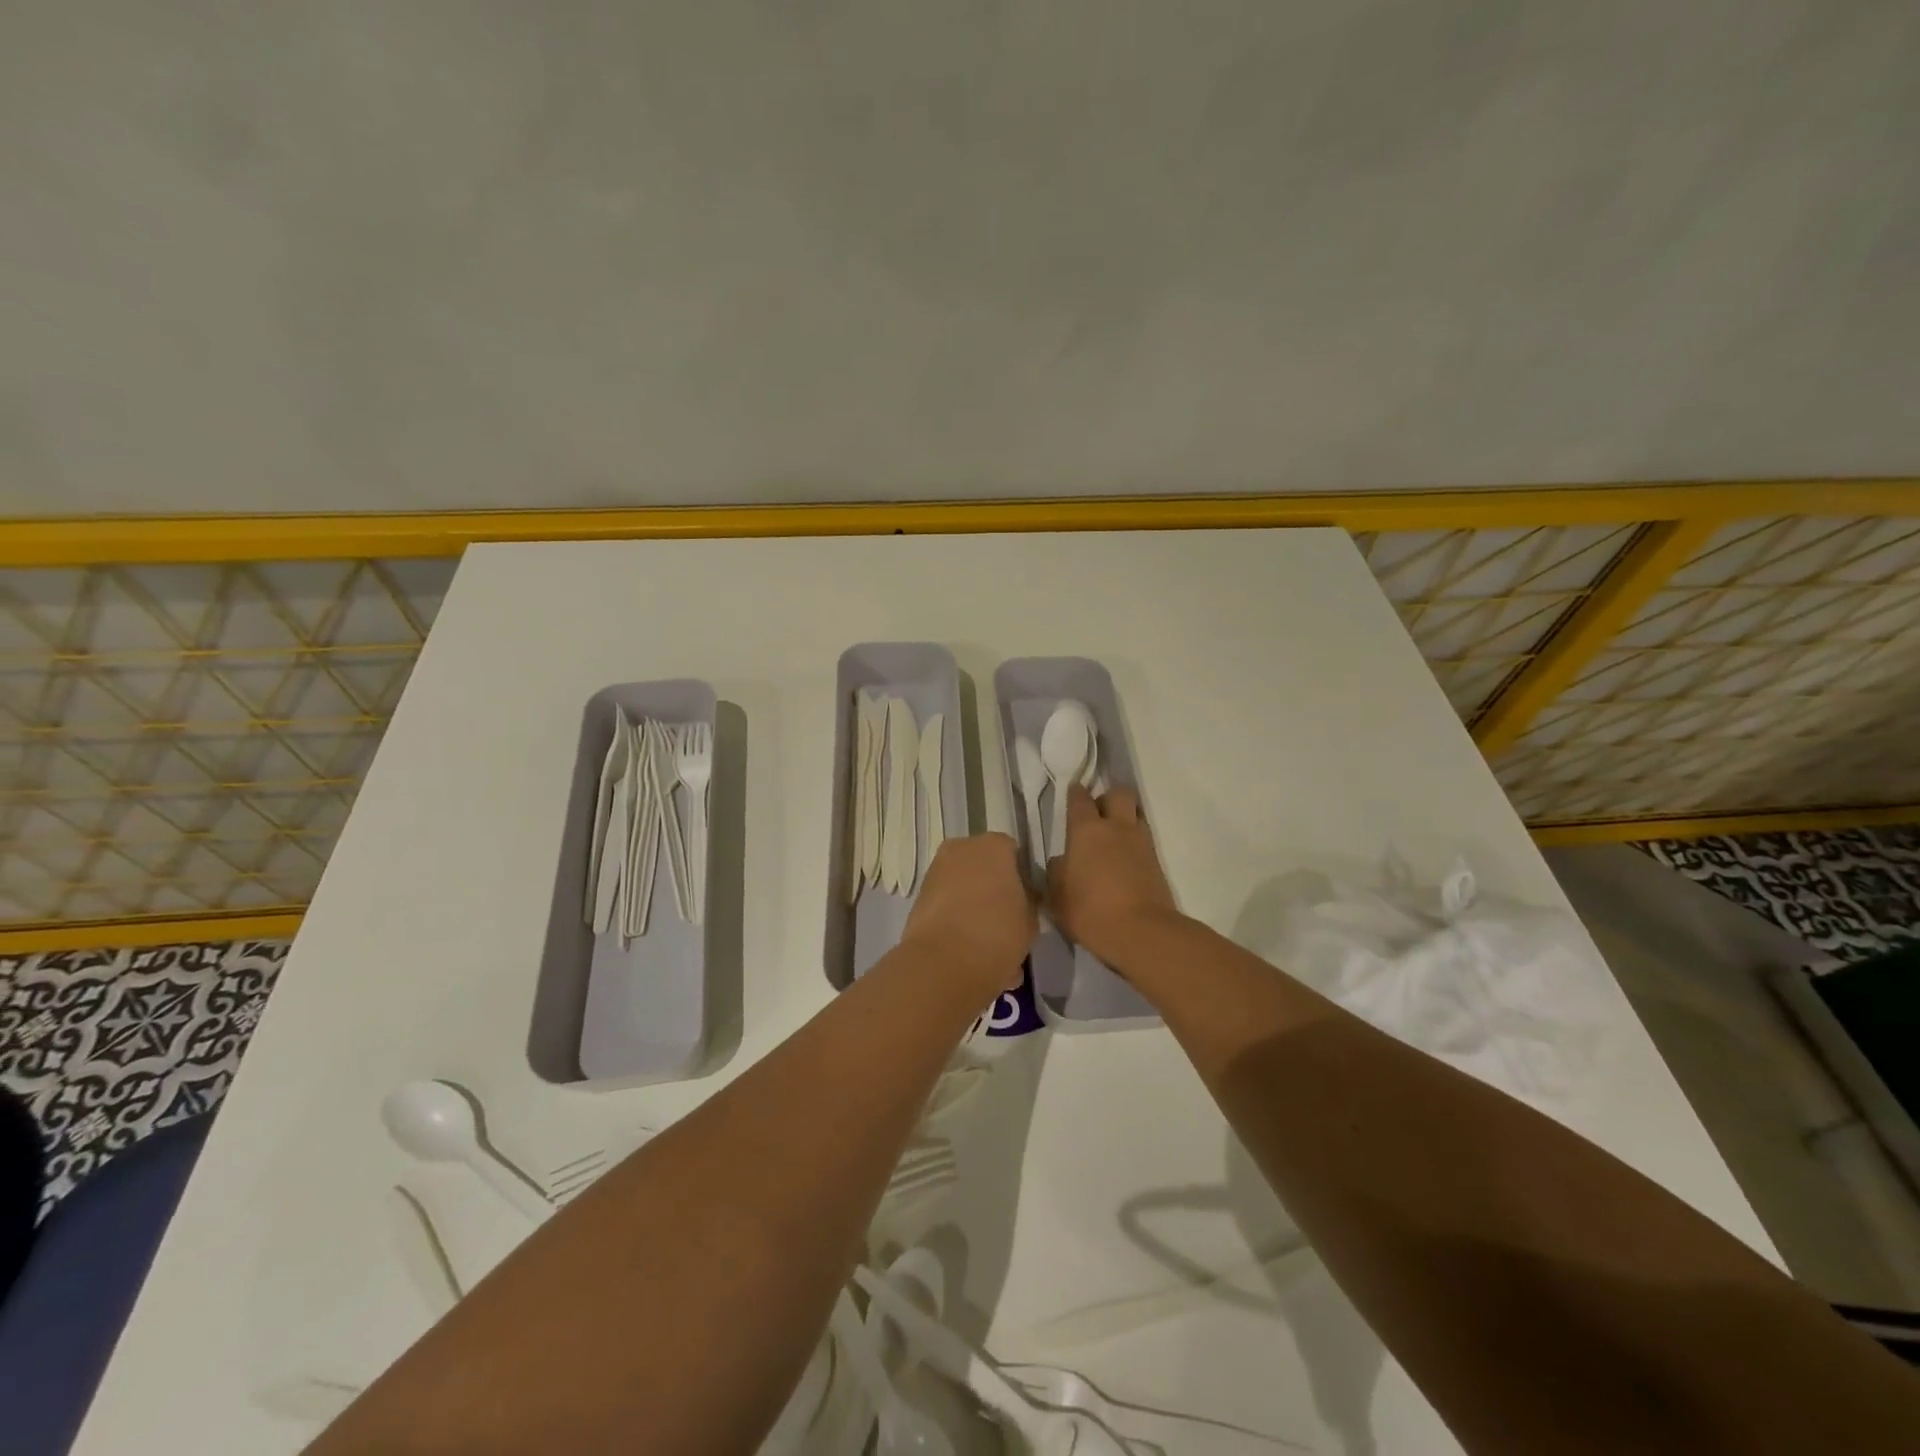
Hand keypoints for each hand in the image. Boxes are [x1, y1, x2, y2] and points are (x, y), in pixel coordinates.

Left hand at [900, 833, 1035, 996]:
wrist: (945, 961)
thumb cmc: (998, 932)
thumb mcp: (1031, 919)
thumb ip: (1028, 901)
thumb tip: (1021, 899)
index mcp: (994, 846)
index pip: (1013, 853)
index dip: (1021, 877)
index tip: (1025, 902)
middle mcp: (962, 849)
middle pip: (984, 866)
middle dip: (994, 889)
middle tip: (1006, 921)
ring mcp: (936, 871)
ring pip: (963, 885)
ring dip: (974, 905)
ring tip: (986, 941)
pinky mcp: (919, 896)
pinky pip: (946, 903)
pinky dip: (955, 917)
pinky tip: (967, 946)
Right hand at [1048, 785, 1184, 971]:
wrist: (1141, 932)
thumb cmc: (1089, 911)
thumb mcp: (1057, 896)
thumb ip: (1057, 872)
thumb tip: (1062, 860)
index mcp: (1086, 830)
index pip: (1080, 798)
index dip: (1076, 793)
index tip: (1073, 793)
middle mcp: (1115, 827)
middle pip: (1118, 794)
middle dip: (1108, 797)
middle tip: (1098, 813)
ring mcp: (1141, 842)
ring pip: (1136, 813)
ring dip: (1126, 817)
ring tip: (1115, 835)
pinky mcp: (1157, 861)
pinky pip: (1145, 838)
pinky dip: (1135, 841)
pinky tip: (1126, 857)